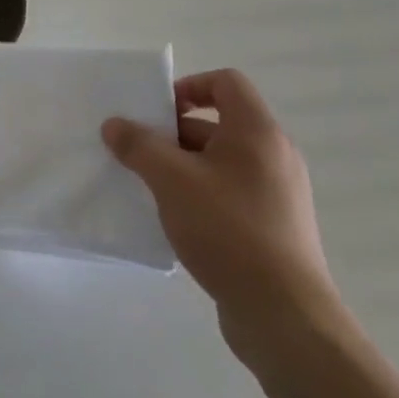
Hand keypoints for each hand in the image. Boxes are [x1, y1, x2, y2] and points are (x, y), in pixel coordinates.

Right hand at [102, 69, 341, 368]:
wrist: (284, 315)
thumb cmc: (228, 230)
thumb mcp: (171, 180)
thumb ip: (138, 146)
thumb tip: (114, 125)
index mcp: (257, 133)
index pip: (226, 82)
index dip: (189, 86)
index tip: (157, 113)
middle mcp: (274, 156)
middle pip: (219, 123)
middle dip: (174, 133)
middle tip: (140, 152)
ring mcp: (278, 193)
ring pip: (221, 161)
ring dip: (183, 166)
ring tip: (149, 187)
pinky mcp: (275, 226)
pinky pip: (230, 192)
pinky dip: (200, 194)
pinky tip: (175, 219)